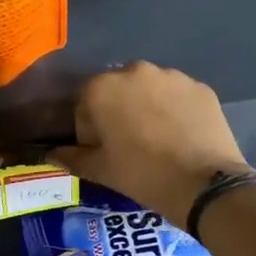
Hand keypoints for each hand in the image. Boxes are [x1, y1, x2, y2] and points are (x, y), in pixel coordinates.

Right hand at [52, 62, 249, 223]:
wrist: (204, 184)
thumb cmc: (141, 175)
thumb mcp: (100, 170)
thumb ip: (71, 157)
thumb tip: (51, 153)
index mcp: (102, 88)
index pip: (84, 105)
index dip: (89, 130)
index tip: (101, 151)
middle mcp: (135, 71)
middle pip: (117, 92)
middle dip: (118, 113)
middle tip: (128, 145)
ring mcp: (172, 76)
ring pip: (149, 90)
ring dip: (146, 108)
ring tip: (157, 141)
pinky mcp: (200, 87)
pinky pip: (177, 96)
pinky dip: (174, 110)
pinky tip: (181, 137)